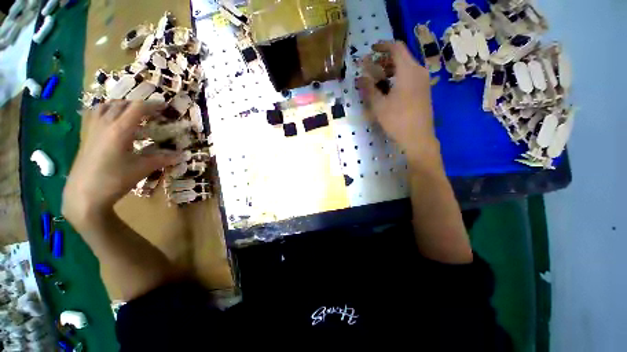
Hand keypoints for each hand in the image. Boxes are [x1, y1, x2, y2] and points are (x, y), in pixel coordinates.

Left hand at [63, 101, 180, 228]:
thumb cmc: (114, 180)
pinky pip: (95, 114)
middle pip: (122, 104)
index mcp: (120, 129)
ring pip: (107, 106)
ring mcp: (92, 128)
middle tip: (152, 114)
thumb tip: (183, 155)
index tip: (165, 107)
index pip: (138, 108)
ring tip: (132, 114)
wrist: (84, 195)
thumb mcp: (142, 169)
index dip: (153, 105)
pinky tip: (111, 120)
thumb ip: (163, 159)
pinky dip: (106, 111)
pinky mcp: (86, 135)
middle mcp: (105, 123)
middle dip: (139, 106)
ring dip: (122, 106)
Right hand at [357, 41, 440, 165]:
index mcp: (408, 71)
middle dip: (384, 60)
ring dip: (391, 70)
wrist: (418, 138)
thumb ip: (369, 89)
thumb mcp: (379, 105)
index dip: (382, 46)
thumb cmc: (397, 120)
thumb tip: (360, 78)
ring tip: (377, 80)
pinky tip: (389, 90)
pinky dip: (398, 77)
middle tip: (371, 69)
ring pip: (406, 67)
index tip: (371, 50)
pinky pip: (410, 76)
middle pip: (401, 57)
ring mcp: (423, 81)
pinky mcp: (424, 90)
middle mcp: (419, 71)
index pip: (396, 48)